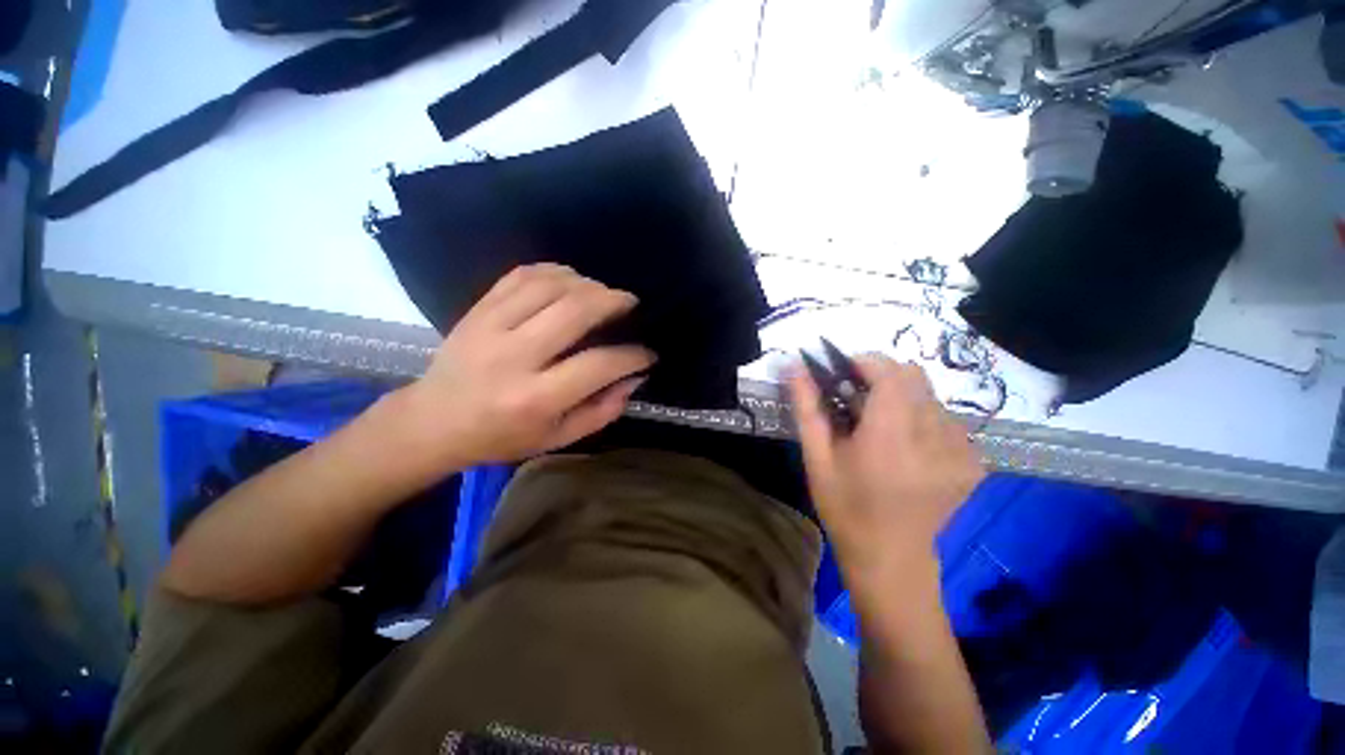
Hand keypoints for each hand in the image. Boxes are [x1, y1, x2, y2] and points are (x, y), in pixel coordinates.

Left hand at [398, 264, 655, 468]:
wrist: (433, 421)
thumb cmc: (501, 437)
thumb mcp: (557, 439)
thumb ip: (602, 411)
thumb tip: (634, 378)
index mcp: (536, 399)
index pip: (598, 365)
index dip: (633, 356)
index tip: (647, 353)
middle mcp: (514, 357)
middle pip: (575, 311)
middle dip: (613, 301)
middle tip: (630, 303)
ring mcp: (491, 326)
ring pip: (550, 285)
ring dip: (586, 283)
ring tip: (602, 293)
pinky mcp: (479, 309)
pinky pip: (522, 275)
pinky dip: (553, 271)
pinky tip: (570, 280)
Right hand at [789, 356, 984, 590]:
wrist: (890, 558)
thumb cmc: (845, 507)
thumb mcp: (816, 457)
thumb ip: (807, 407)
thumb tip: (793, 365)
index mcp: (891, 436)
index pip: (890, 372)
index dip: (864, 363)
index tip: (841, 374)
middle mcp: (935, 436)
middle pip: (913, 376)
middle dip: (880, 377)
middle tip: (855, 400)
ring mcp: (961, 450)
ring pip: (929, 395)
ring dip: (900, 397)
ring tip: (879, 427)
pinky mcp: (972, 461)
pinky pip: (945, 418)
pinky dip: (921, 417)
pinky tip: (904, 445)